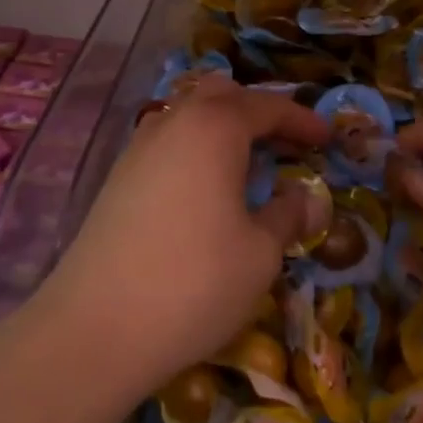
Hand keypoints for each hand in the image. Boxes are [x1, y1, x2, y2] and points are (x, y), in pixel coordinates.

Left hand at [32, 79, 329, 400]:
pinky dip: (196, 147)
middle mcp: (174, 122)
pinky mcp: (118, 177)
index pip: (268, 106)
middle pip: (222, 94)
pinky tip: (205, 187)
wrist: (95, 328)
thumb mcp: (260, 253)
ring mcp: (139, 147)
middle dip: (258, 111)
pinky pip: (168, 140)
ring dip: (223, 126)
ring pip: (189, 113)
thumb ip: (288, 215)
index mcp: (215, 127)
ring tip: (247, 163)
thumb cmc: (194, 283)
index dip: (302, 120)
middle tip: (286, 144)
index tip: (327, 138)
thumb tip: (306, 198)